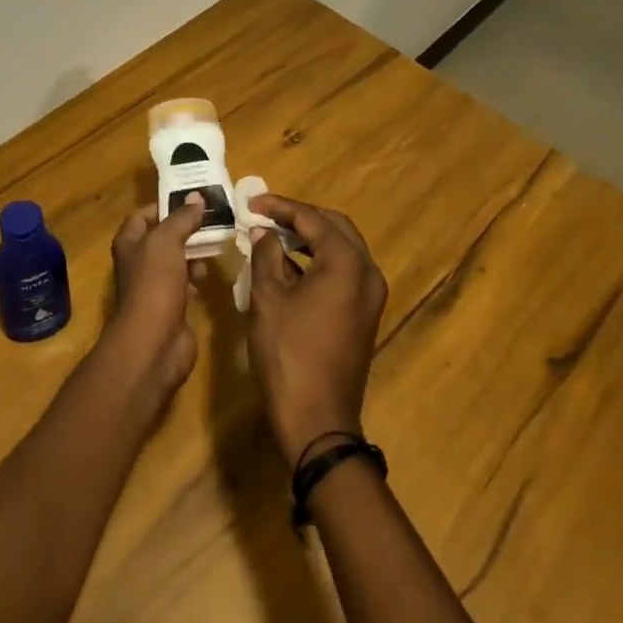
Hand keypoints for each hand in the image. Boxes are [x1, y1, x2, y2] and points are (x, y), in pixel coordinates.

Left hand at [106, 195, 209, 399]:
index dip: (164, 205)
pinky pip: (186, 282)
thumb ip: (182, 218)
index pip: (143, 215)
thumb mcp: (167, 241)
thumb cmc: (154, 282)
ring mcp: (155, 285)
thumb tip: (196, 197)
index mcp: (130, 242)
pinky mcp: (171, 305)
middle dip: (185, 228)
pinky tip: (210, 272)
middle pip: (163, 237)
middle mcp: (139, 262)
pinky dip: (197, 276)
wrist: (155, 341)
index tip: (192, 199)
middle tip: (213, 217)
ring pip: (176, 260)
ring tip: (216, 242)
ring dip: (194, 252)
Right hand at [247, 195, 387, 463]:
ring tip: (272, 234)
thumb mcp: (268, 299)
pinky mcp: (364, 313)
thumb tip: (263, 232)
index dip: (280, 207)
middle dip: (299, 217)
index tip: (252, 202)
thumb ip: (266, 256)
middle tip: (265, 213)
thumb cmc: (288, 354)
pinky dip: (317, 260)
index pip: (312, 219)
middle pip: (334, 227)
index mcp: (346, 263)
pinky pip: (343, 271)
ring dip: (309, 238)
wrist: (318, 420)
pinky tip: (288, 264)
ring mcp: (370, 295)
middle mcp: (367, 272)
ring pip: (341, 248)